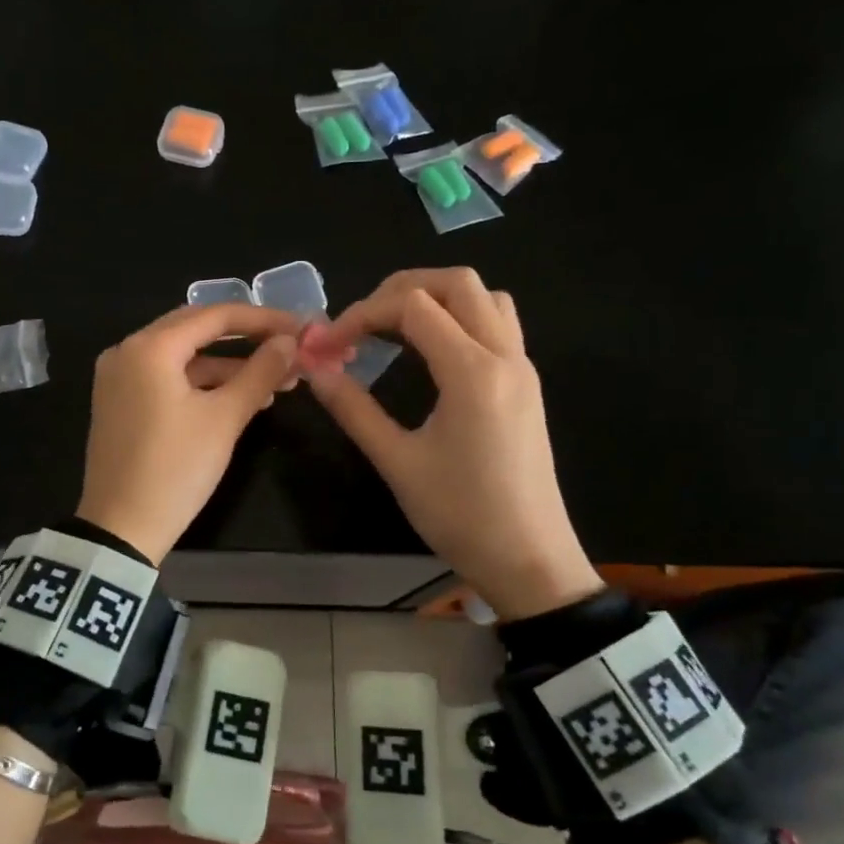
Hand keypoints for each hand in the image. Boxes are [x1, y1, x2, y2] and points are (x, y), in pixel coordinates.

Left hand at [77, 303, 301, 563]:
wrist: (121, 530)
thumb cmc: (175, 469)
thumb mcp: (224, 419)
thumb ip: (259, 372)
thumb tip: (289, 341)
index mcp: (149, 347)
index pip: (215, 315)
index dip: (263, 319)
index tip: (301, 327)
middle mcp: (127, 351)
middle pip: (197, 330)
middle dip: (246, 340)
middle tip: (289, 349)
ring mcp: (119, 377)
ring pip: (184, 357)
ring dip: (228, 366)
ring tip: (278, 381)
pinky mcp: (121, 402)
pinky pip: (168, 379)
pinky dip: (203, 384)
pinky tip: (241, 398)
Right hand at [306, 268, 602, 620]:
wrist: (530, 560)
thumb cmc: (461, 515)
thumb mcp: (397, 462)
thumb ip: (353, 408)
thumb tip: (314, 368)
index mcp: (473, 372)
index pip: (413, 306)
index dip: (363, 313)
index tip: (330, 344)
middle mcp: (505, 357)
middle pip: (457, 283)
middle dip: (401, 288)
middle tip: (362, 321)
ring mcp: (522, 369)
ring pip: (485, 298)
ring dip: (438, 297)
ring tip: (396, 327)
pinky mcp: (526, 386)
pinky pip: (498, 325)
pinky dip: (461, 318)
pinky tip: (431, 352)